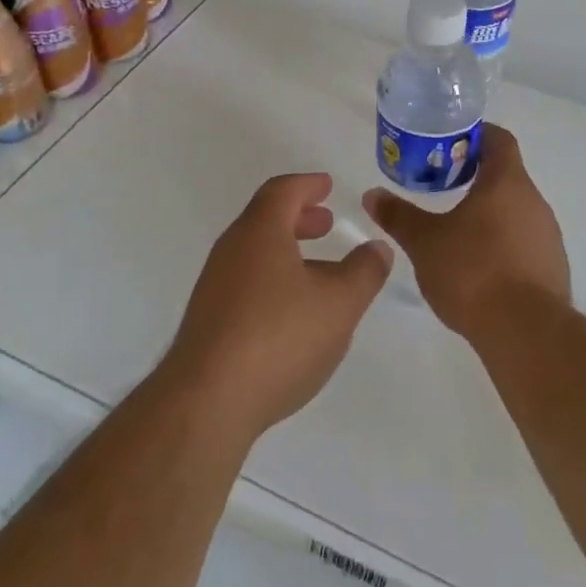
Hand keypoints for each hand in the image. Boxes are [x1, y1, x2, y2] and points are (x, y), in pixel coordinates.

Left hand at [164, 172, 393, 441]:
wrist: (208, 401)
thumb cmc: (279, 337)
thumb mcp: (340, 303)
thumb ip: (364, 271)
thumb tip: (377, 247)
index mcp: (260, 232)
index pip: (282, 191)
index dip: (308, 185)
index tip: (327, 186)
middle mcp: (231, 251)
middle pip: (265, 220)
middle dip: (298, 218)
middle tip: (326, 223)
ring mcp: (215, 287)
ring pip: (255, 254)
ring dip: (287, 252)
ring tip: (319, 271)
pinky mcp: (209, 322)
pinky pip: (247, 284)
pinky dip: (274, 280)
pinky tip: (294, 313)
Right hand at [362, 122, 568, 338]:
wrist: (526, 332)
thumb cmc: (473, 271)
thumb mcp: (425, 242)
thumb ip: (399, 216)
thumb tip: (372, 195)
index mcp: (507, 182)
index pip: (499, 139)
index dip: (475, 135)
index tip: (448, 144)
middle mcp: (534, 201)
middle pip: (506, 175)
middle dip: (474, 176)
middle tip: (441, 186)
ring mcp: (548, 236)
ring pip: (515, 210)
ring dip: (488, 212)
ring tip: (455, 229)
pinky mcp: (552, 267)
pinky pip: (524, 242)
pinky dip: (502, 243)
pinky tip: (478, 266)